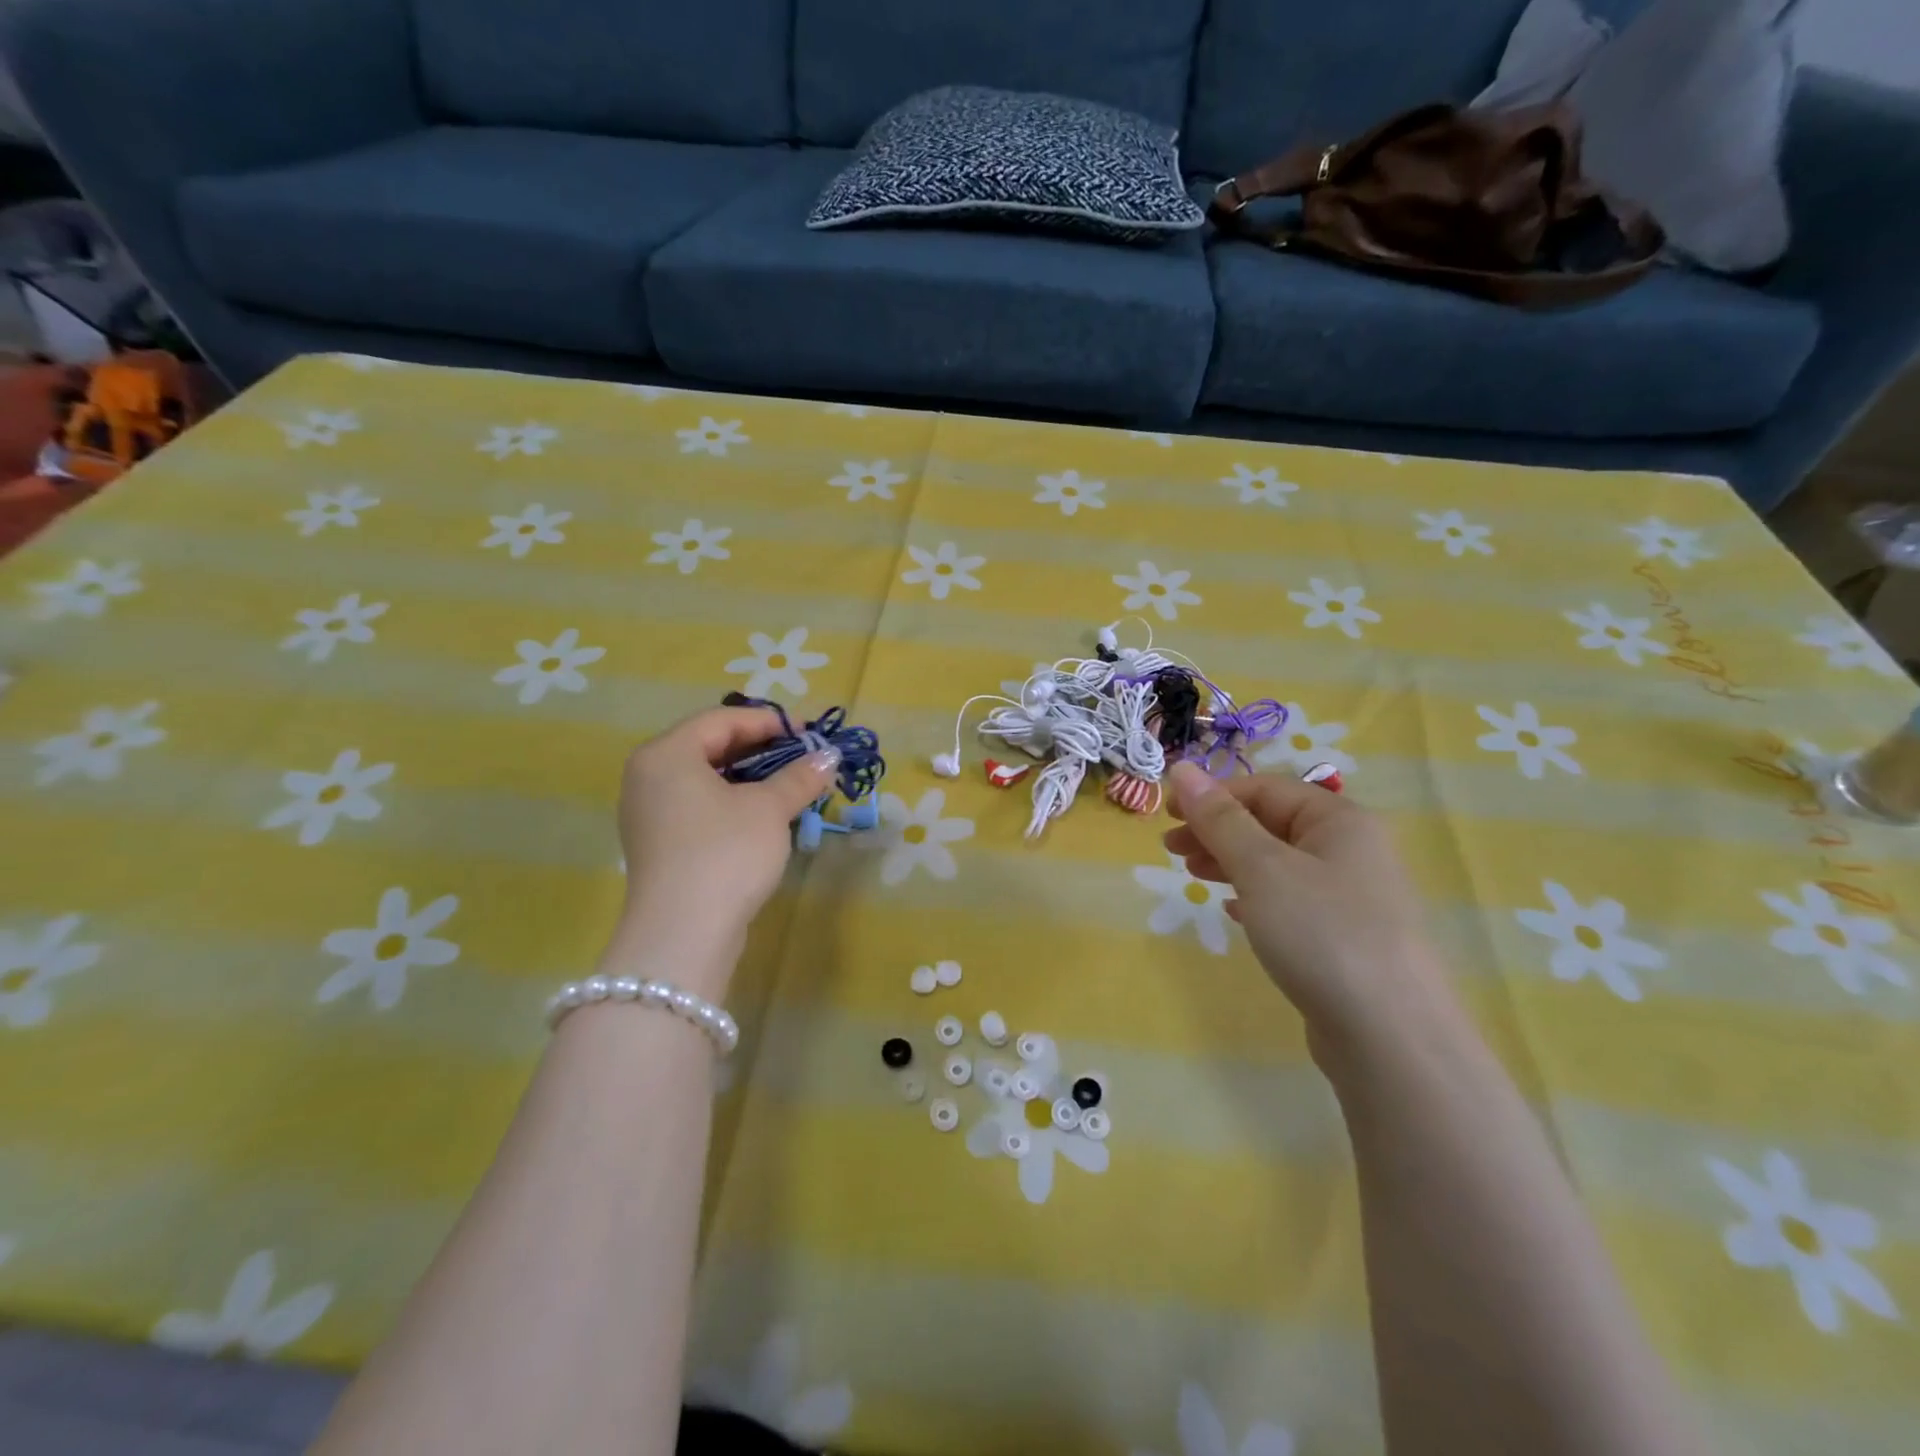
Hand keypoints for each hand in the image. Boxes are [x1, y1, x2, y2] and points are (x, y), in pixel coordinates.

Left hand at [610, 707, 836, 994]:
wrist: (684, 933)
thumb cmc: (726, 853)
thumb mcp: (769, 809)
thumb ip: (799, 777)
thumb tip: (828, 757)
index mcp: (667, 754)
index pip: (722, 719)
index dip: (770, 721)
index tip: (810, 733)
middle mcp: (649, 776)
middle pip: (711, 746)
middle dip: (762, 749)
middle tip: (804, 757)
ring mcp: (649, 812)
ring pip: (706, 778)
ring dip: (751, 778)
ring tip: (792, 785)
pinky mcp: (659, 843)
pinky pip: (699, 805)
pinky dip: (733, 802)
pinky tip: (765, 815)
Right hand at [1163, 762, 1456, 1054]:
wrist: (1390, 1038)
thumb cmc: (1321, 934)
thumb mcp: (1262, 868)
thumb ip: (1219, 819)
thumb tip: (1181, 768)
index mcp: (1340, 820)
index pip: (1264, 788)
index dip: (1212, 796)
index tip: (1167, 815)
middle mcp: (1352, 850)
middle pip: (1271, 823)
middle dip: (1217, 831)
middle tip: (1171, 850)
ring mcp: (1352, 896)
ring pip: (1278, 863)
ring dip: (1231, 862)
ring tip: (1193, 876)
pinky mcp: (1345, 937)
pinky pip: (1291, 900)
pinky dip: (1255, 897)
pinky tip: (1233, 911)